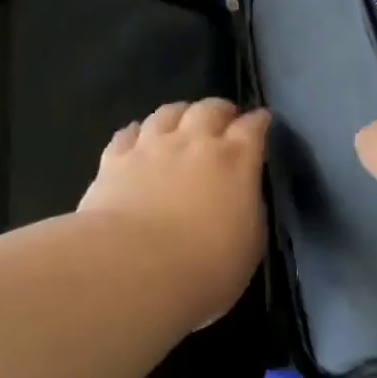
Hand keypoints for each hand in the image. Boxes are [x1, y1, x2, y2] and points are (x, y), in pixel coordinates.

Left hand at [79, 99, 271, 328]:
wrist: (132, 268)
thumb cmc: (204, 267)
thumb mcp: (250, 246)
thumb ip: (249, 211)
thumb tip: (242, 198)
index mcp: (235, 161)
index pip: (253, 127)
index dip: (259, 122)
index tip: (261, 122)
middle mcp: (194, 142)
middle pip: (210, 109)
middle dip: (220, 111)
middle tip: (224, 119)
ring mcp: (151, 147)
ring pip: (168, 112)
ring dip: (180, 113)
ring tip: (182, 121)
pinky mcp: (115, 160)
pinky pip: (128, 133)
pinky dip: (138, 131)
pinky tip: (138, 136)